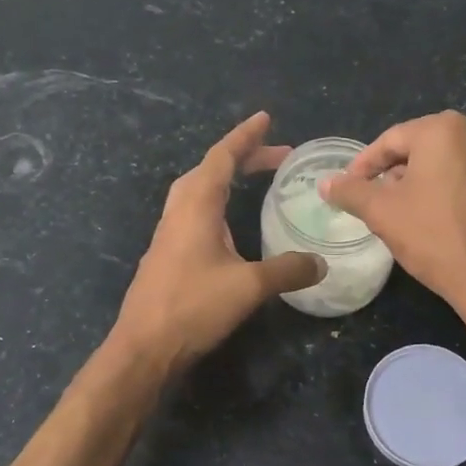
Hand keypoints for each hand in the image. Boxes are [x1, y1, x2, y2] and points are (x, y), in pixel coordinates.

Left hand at [112, 113, 325, 372]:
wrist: (144, 347)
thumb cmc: (193, 307)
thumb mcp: (249, 287)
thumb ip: (287, 270)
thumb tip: (321, 264)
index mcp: (196, 206)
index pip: (222, 157)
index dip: (245, 137)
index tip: (265, 118)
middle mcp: (179, 211)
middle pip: (209, 169)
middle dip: (243, 157)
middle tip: (277, 158)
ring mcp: (168, 232)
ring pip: (197, 190)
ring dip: (226, 178)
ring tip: (254, 180)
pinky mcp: (165, 253)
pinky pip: (192, 211)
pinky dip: (216, 202)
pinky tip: (228, 225)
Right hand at [321, 111, 465, 369]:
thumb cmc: (436, 239)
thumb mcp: (382, 214)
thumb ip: (351, 192)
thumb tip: (327, 183)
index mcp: (445, 131)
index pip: (391, 140)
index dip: (365, 165)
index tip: (351, 187)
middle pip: (427, 150)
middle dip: (401, 173)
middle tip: (382, 202)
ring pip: (458, 168)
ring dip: (434, 185)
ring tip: (418, 216)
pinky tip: (456, 227)